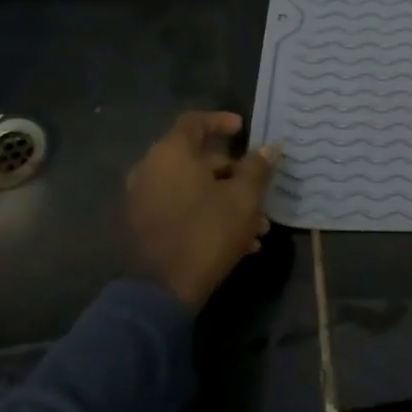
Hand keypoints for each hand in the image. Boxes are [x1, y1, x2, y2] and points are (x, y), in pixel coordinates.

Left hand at [125, 111, 277, 308]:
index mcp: (171, 154)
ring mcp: (143, 200)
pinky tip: (239, 243)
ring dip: (226, 200)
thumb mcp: (243, 198)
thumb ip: (257, 168)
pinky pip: (181, 209)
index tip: (244, 128)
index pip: (195, 122)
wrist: (161, 291)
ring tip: (258, 227)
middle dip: (234, 174)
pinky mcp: (144, 227)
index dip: (221, 120)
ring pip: (193, 189)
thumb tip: (268, 148)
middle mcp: (150, 170)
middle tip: (260, 188)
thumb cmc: (207, 232)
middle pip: (197, 159)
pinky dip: (208, 215)